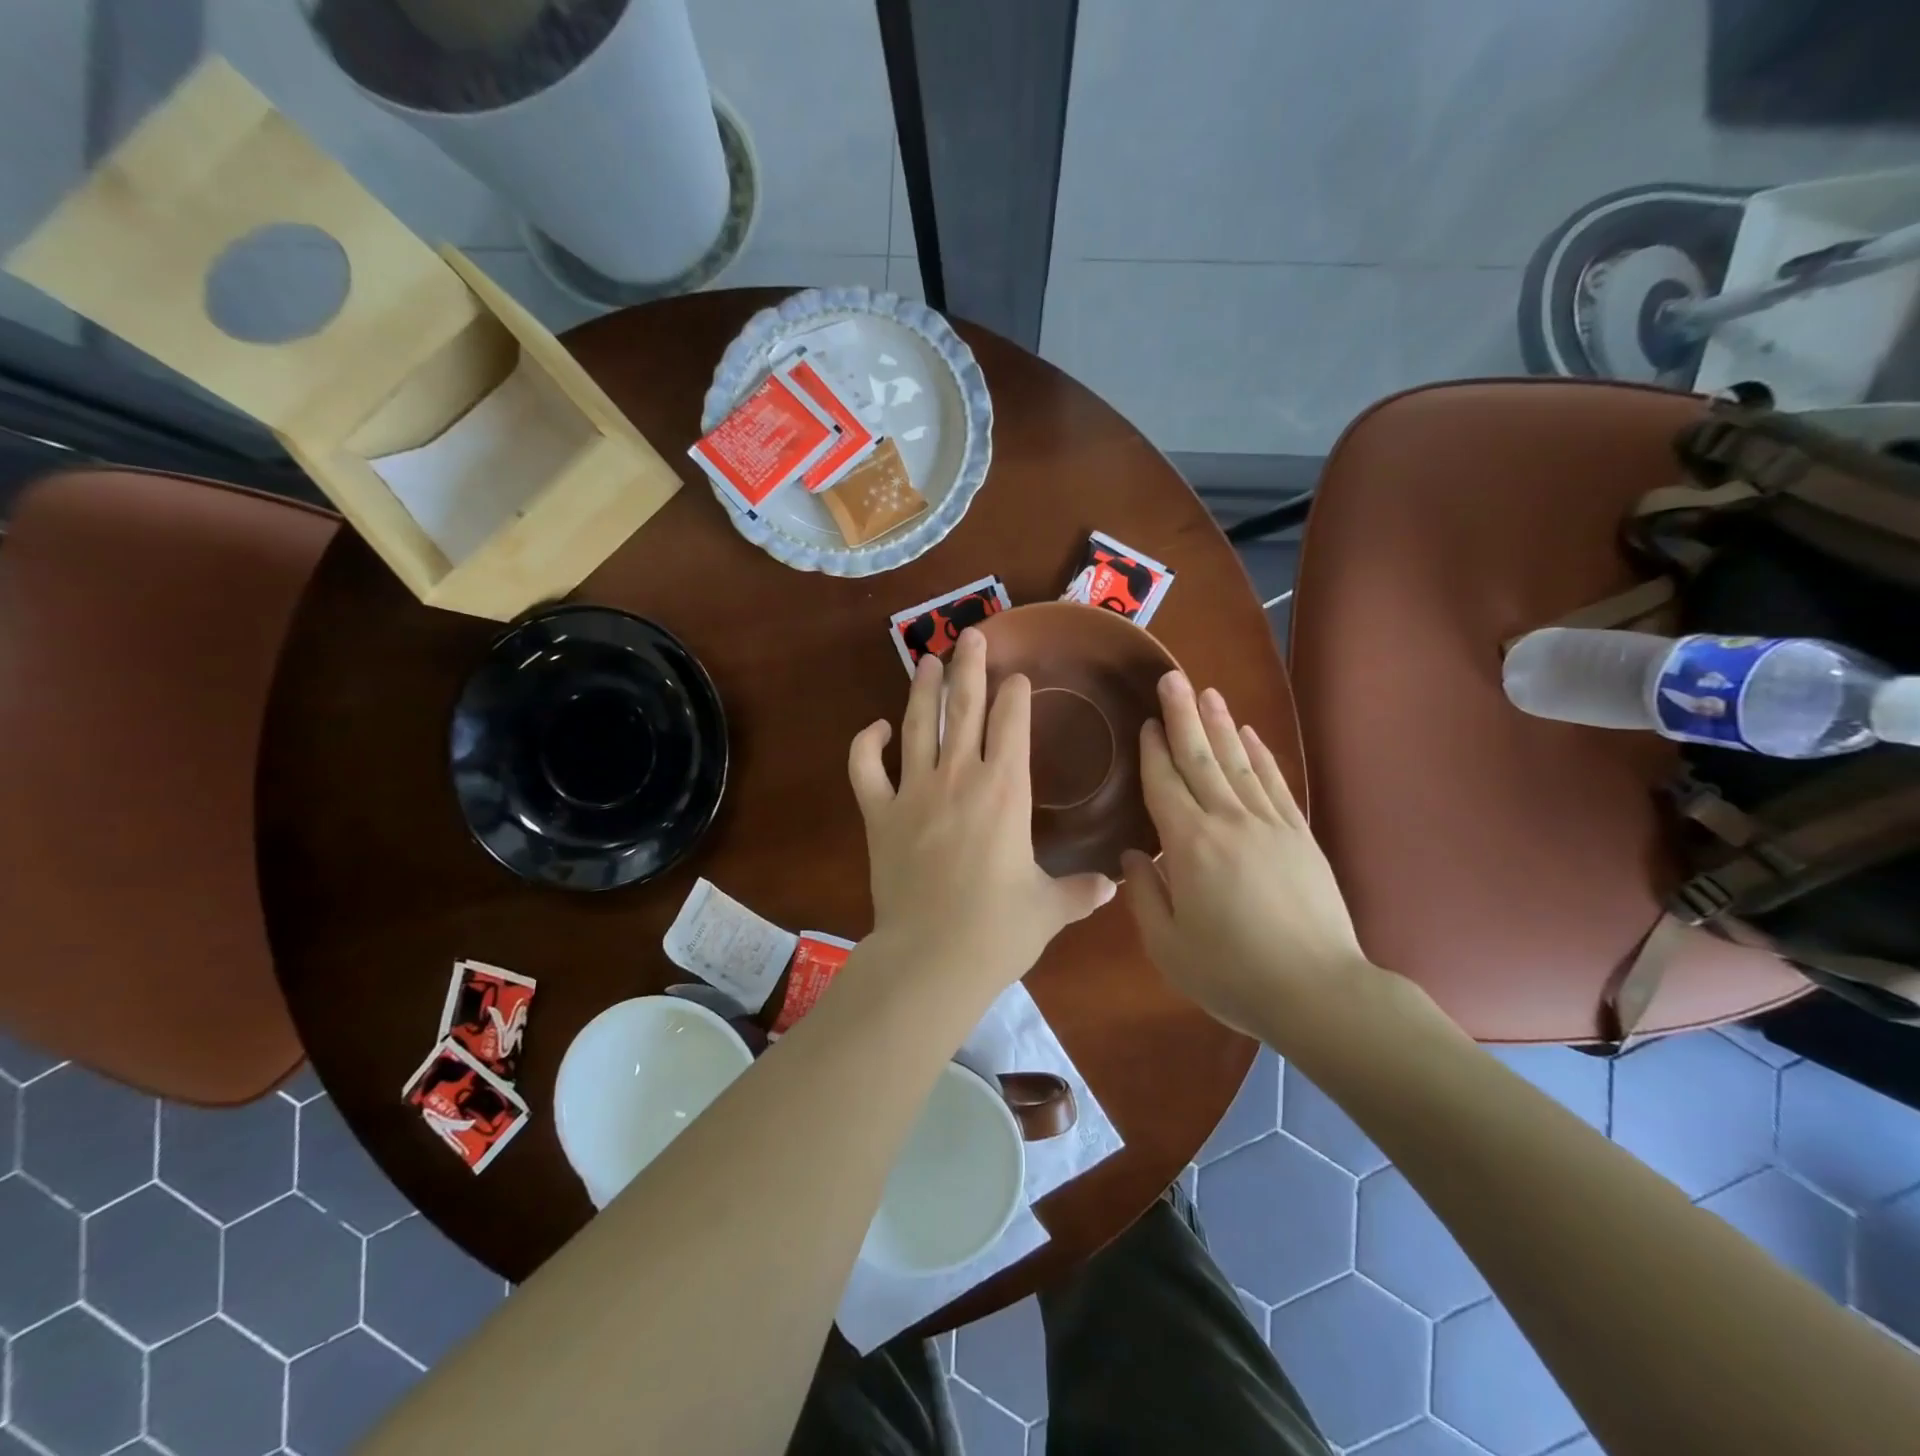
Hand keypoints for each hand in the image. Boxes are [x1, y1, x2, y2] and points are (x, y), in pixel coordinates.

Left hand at [848, 629, 1116, 991]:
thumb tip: (1113, 887)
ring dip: (923, 689)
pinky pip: (865, 770)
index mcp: (1006, 792)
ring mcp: (913, 793)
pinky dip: (866, 745)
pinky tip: (875, 728)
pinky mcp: (879, 815)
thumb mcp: (1048, 909)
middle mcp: (959, 778)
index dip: (1015, 696)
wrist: (932, 958)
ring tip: (929, 659)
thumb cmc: (998, 931)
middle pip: (964, 709)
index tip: (1017, 678)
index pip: (1012, 725)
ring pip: (917, 726)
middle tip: (972, 635)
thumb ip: (1079, 892)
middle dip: (971, 668)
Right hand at [1121, 671, 1374, 1038]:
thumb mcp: (1168, 946)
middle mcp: (1228, 821)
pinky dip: (1261, 755)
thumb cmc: (1232, 974)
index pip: (1164, 784)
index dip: (1152, 750)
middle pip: (1200, 758)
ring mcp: (1270, 824)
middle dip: (1182, 716)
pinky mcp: (1300, 836)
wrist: (1318, 993)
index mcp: (1189, 845)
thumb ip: (1143, 895)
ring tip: (1207, 692)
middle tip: (1172, 678)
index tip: (1144, 721)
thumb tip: (1130, 856)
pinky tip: (1250, 735)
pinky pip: (1275, 783)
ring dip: (1220, 724)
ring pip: (1239, 762)